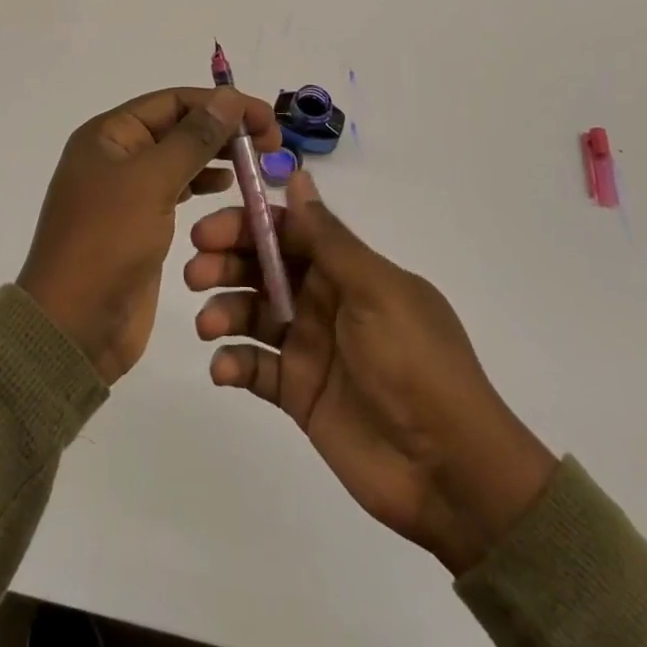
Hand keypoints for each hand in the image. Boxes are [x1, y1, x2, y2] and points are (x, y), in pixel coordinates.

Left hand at [19, 87, 279, 383]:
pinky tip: (228, 186)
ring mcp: (127, 191)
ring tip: (256, 162)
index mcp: (109, 134)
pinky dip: (204, 183)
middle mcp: (116, 154)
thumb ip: (193, 138)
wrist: (73, 328)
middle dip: (223, 128)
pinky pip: (177, 189)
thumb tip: (228, 96)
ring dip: (217, 155)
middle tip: (270, 142)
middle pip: (178, 126)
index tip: (265, 117)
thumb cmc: (107, 243)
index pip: (173, 101)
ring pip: (180, 158)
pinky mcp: (140, 223)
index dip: (220, 104)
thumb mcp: (151, 182)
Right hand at [185, 170, 557, 574]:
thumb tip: (298, 174)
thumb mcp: (376, 290)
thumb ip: (330, 238)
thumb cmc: (416, 363)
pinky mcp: (297, 392)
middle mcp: (323, 299)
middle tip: (196, 272)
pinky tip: (224, 369)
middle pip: (262, 268)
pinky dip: (233, 363)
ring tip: (209, 324)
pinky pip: (254, 367)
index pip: (287, 231)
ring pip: (251, 313)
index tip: (208, 229)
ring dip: (223, 310)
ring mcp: (308, 346)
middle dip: (226, 263)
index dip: (247, 225)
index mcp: (346, 269)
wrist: (451, 471)